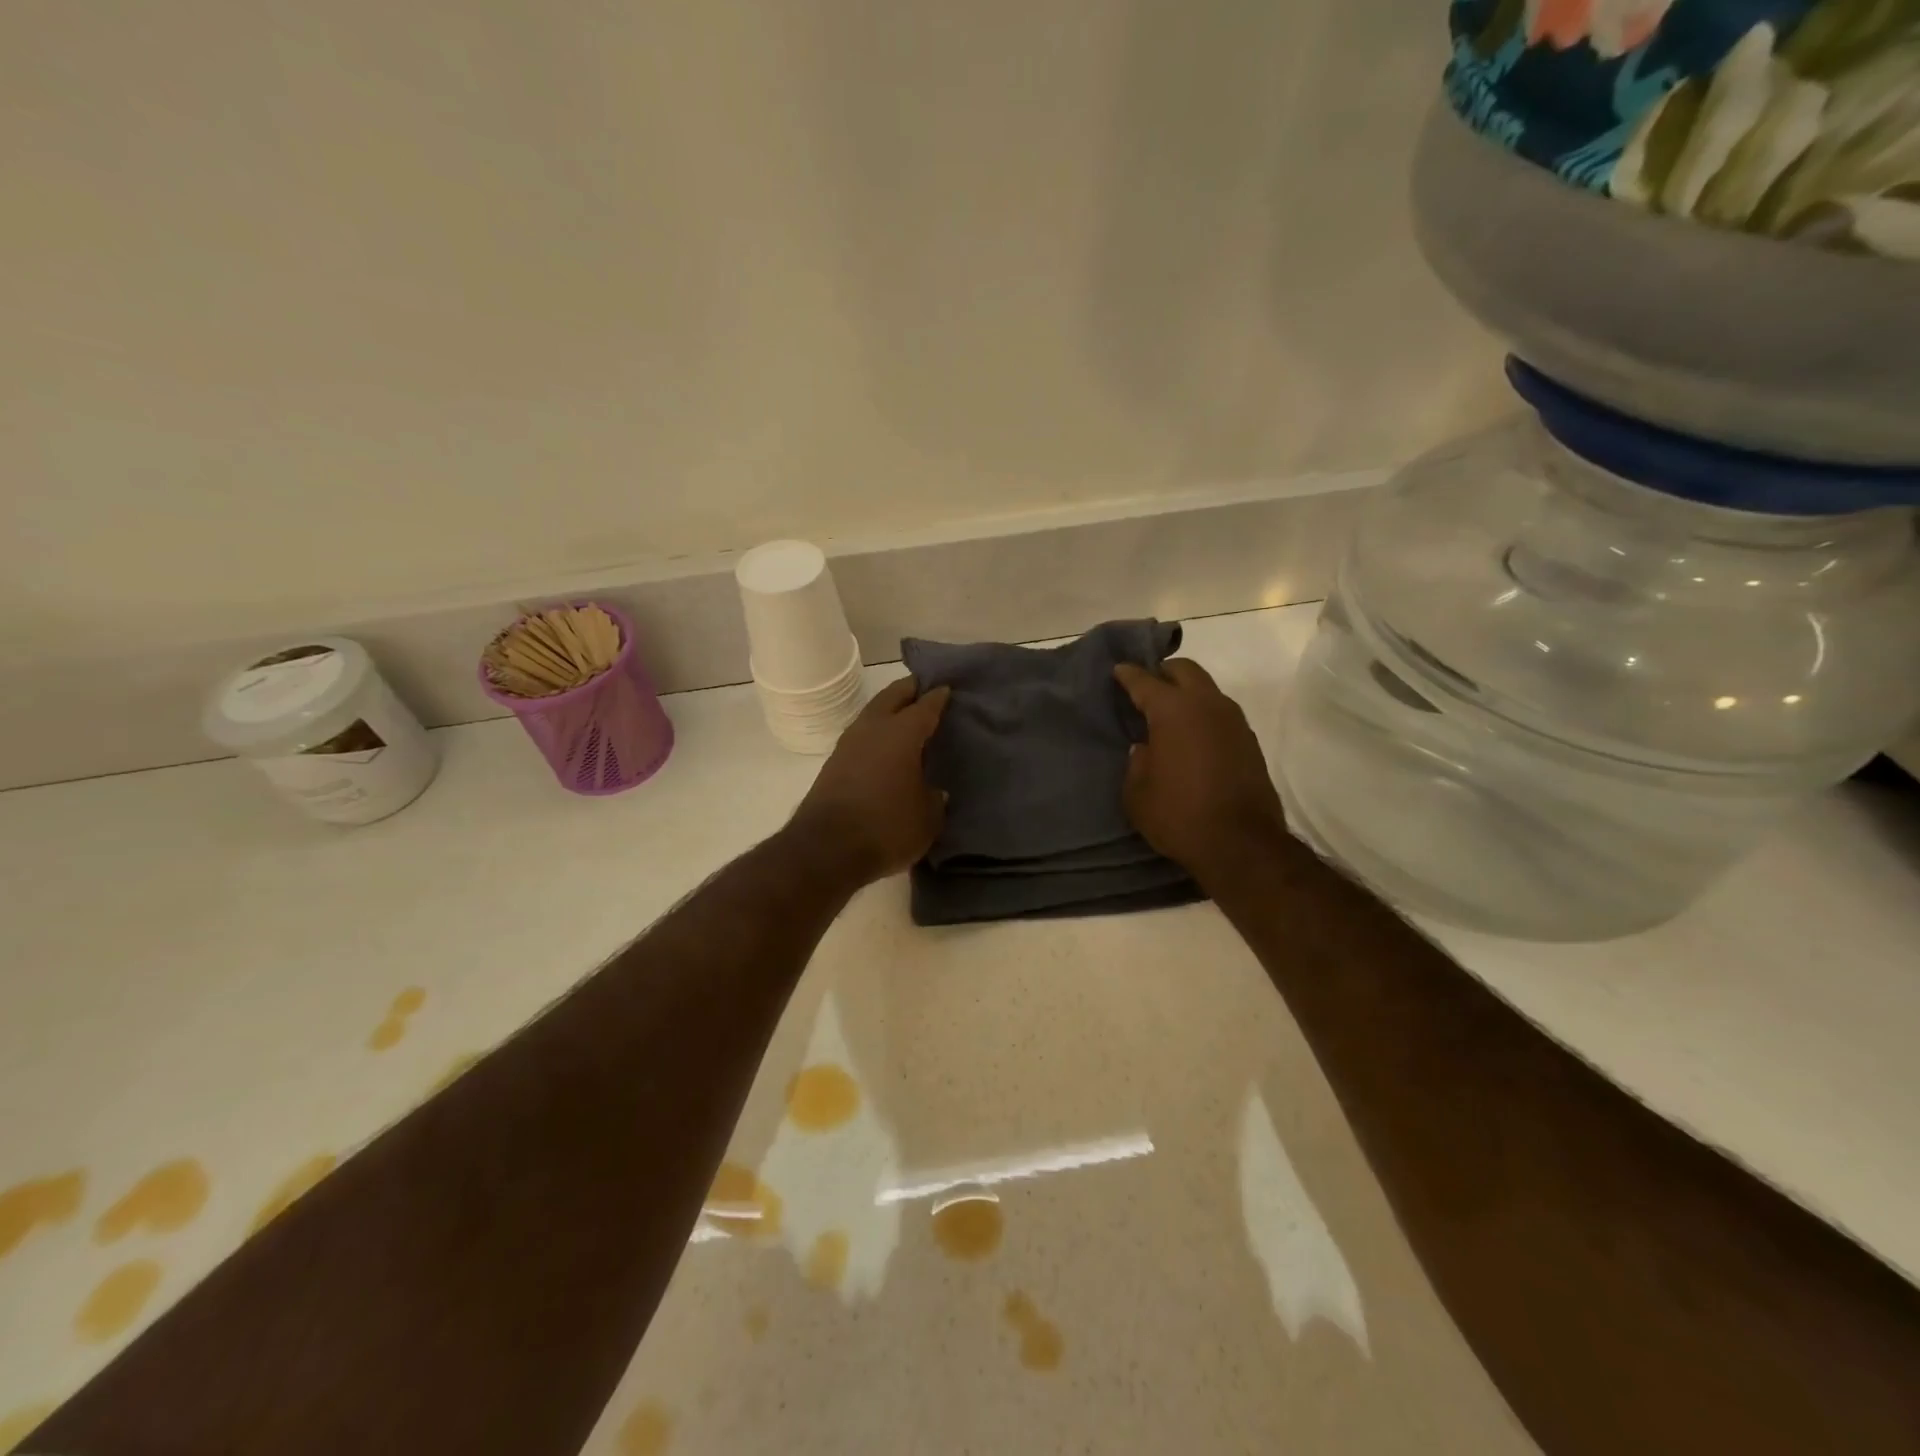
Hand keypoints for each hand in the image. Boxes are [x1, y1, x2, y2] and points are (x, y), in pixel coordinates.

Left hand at [788, 675, 950, 885]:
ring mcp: (848, 745)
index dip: (938, 697)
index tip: (948, 689)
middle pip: (892, 696)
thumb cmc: (887, 828)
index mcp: (901, 733)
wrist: (826, 850)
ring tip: (906, 718)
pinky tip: (885, 747)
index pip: (925, 706)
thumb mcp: (927, 818)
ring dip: (888, 710)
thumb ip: (935, 799)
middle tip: (926, 689)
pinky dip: (876, 733)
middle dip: (909, 690)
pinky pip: (861, 736)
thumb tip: (934, 790)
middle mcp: (872, 729)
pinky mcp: (833, 764)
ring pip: (872, 714)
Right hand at [1113, 659, 1286, 883]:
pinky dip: (1204, 715)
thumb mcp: (1137, 793)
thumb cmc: (1178, 814)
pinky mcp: (1249, 742)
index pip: (1145, 681)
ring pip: (1207, 690)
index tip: (1118, 670)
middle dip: (1164, 672)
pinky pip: (1221, 714)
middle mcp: (1207, 705)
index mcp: (1173, 710)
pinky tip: (1192, 736)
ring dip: (1188, 694)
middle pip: (1185, 670)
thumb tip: (1146, 749)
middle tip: (1147, 685)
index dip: (1129, 674)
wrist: (1241, 844)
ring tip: (1169, 713)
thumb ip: (1137, 762)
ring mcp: (1234, 722)